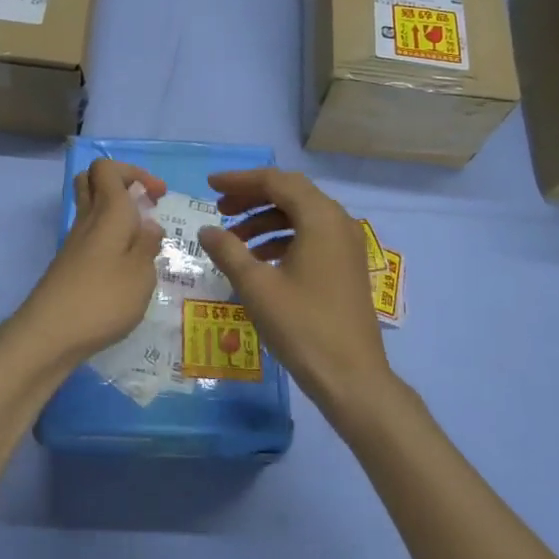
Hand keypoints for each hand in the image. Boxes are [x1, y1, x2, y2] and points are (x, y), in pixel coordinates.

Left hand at [6, 158, 166, 370]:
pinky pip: (90, 236)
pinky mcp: (69, 265)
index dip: (134, 173)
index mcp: (108, 211)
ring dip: (116, 214)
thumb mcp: (141, 274)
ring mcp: (74, 243)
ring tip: (140, 241)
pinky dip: (108, 240)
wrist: (49, 334)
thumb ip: (148, 245)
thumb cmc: (103, 299)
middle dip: (121, 185)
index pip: (107, 168)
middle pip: (92, 181)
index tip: (158, 195)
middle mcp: (87, 220)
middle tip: (145, 207)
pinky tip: (124, 267)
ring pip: (90, 209)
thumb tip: (150, 224)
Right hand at [197, 168, 393, 413]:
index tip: (210, 185)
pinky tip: (259, 259)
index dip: (239, 180)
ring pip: (300, 215)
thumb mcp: (256, 286)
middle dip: (251, 197)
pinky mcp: (346, 265)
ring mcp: (346, 244)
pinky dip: (282, 238)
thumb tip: (206, 229)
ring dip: (264, 220)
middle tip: (219, 208)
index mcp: (320, 217)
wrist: (352, 378)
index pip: (276, 181)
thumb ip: (228, 250)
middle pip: (290, 193)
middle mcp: (338, 221)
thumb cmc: (302, 326)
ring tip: (233, 238)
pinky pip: (310, 235)